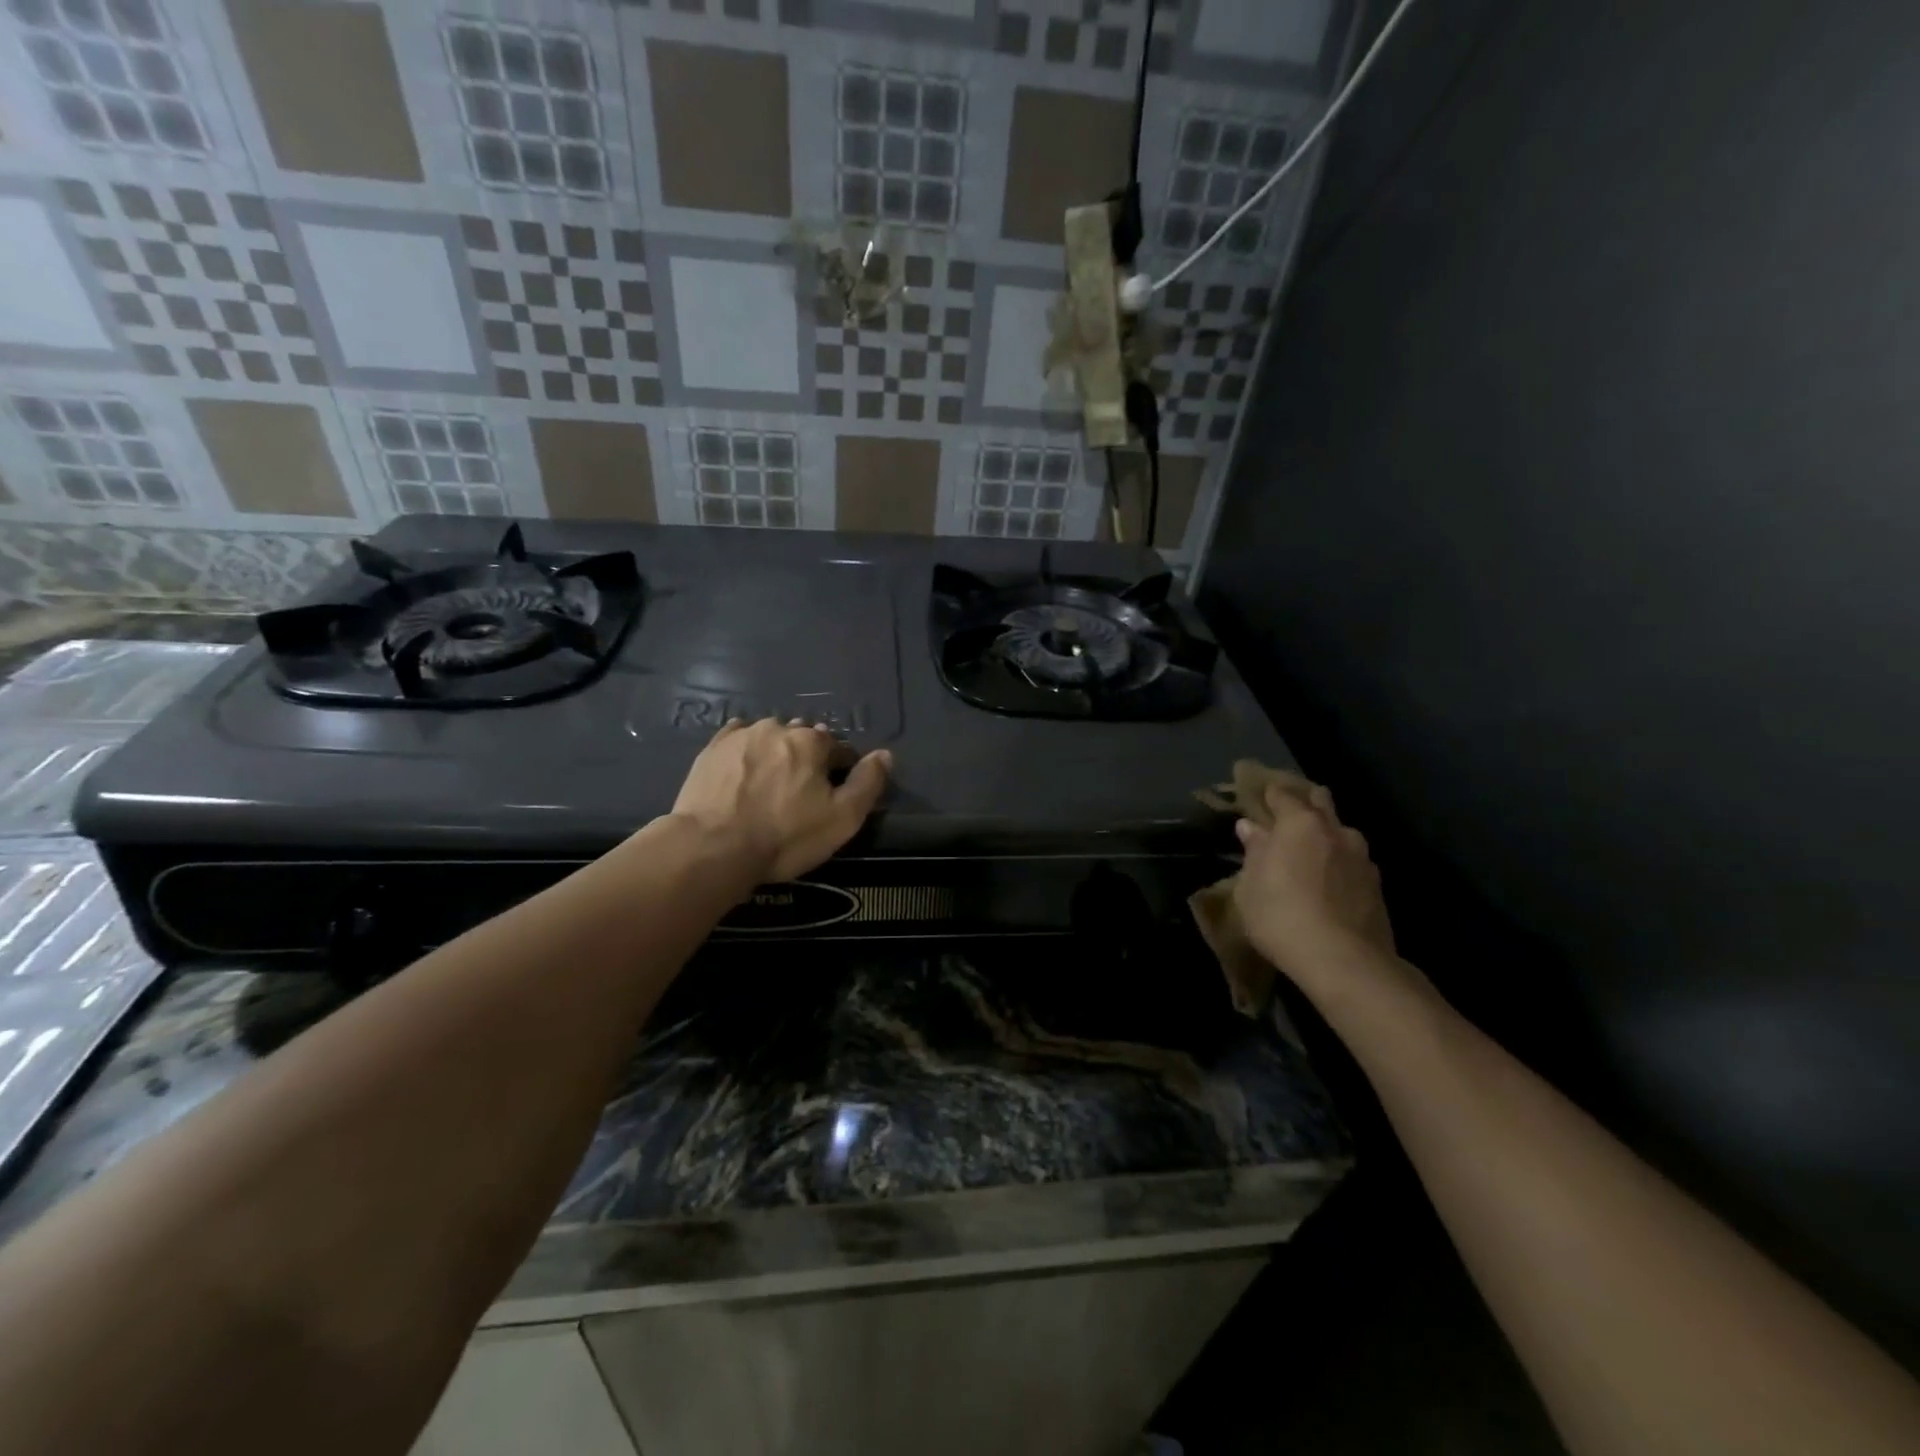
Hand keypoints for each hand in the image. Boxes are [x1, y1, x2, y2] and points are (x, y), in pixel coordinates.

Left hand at [672, 717, 891, 882]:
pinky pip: (737, 739)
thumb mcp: (842, 819)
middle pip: (803, 739)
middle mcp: (778, 727)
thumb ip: (868, 783)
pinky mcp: (711, 749)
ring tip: (769, 785)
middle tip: (799, 794)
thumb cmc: (785, 836)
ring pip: (770, 737)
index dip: (841, 772)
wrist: (712, 848)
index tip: (832, 797)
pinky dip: (746, 751)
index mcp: (812, 741)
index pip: (839, 748)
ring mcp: (741, 735)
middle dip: (807, 759)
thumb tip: (885, 754)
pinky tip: (743, 772)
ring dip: (776, 753)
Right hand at [1232, 778, 1396, 993]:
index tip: (1257, 798)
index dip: (1268, 794)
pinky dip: (1339, 863)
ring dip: (1325, 835)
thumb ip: (1254, 852)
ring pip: (1341, 832)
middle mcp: (1335, 830)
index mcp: (1299, 823)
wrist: (1345, 962)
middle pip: (1320, 800)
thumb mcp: (1250, 887)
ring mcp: (1361, 856)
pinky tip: (1329, 882)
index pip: (1281, 793)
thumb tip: (1250, 827)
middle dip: (1304, 802)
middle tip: (1286, 817)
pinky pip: (1352, 861)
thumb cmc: (1281, 916)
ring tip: (1310, 854)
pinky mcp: (1377, 885)